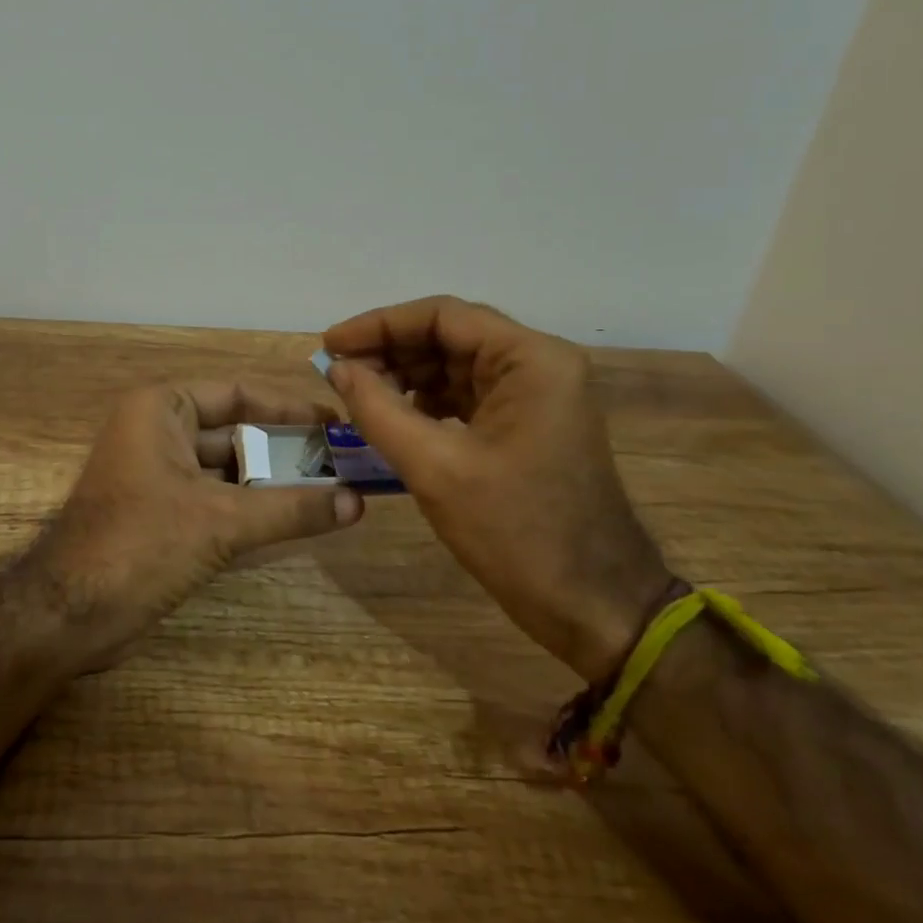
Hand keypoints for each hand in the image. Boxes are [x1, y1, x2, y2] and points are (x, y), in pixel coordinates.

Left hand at [45, 381, 363, 661]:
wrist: (68, 613)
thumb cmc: (142, 543)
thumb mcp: (223, 521)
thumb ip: (292, 509)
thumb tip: (358, 502)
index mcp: (161, 409)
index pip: (237, 394)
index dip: (288, 409)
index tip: (334, 424)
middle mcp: (156, 431)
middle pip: (235, 432)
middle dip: (285, 450)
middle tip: (343, 464)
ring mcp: (155, 474)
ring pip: (226, 470)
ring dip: (272, 483)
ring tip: (331, 493)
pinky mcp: (158, 513)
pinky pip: (214, 499)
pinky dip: (250, 508)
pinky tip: (293, 521)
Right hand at [322, 296, 674, 681]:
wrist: (592, 606)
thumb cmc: (516, 532)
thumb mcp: (434, 467)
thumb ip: (378, 409)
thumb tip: (337, 369)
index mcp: (531, 360)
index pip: (442, 316)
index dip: (379, 325)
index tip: (330, 345)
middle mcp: (539, 366)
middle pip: (449, 337)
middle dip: (389, 352)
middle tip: (337, 374)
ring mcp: (537, 397)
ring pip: (454, 367)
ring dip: (404, 377)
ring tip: (356, 397)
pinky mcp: (528, 427)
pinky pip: (466, 397)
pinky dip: (425, 402)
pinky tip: (391, 419)